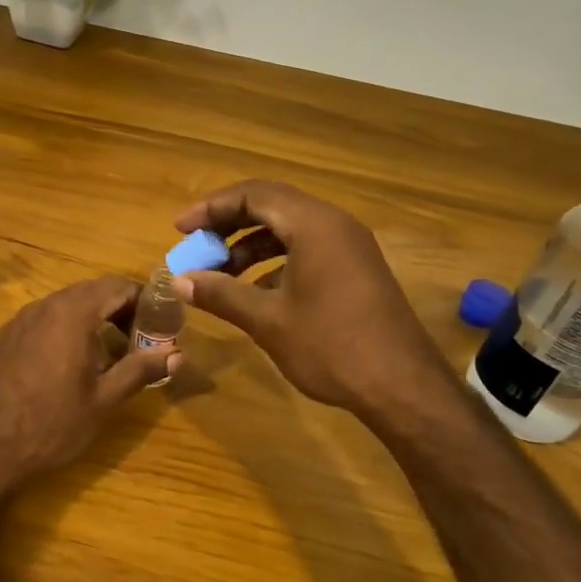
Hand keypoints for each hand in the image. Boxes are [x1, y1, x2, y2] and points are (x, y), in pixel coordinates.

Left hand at [0, 276, 175, 503]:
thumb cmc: (52, 425)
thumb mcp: (104, 400)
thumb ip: (140, 369)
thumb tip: (176, 354)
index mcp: (72, 314)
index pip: (117, 286)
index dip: (143, 300)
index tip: (158, 324)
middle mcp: (42, 307)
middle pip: (89, 293)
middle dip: (117, 310)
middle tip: (135, 342)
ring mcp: (15, 322)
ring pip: (61, 308)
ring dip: (87, 323)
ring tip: (102, 357)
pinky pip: (36, 325)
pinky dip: (58, 335)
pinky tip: (60, 369)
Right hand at [173, 180, 444, 415]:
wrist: (401, 386)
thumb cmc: (330, 346)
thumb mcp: (267, 320)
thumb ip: (221, 293)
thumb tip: (179, 281)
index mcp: (313, 225)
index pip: (253, 195)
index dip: (211, 208)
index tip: (181, 230)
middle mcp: (334, 224)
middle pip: (272, 205)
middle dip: (228, 224)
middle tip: (197, 246)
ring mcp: (350, 246)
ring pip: (290, 228)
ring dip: (250, 245)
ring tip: (220, 273)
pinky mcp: (356, 269)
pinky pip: (307, 248)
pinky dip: (275, 261)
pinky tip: (254, 291)